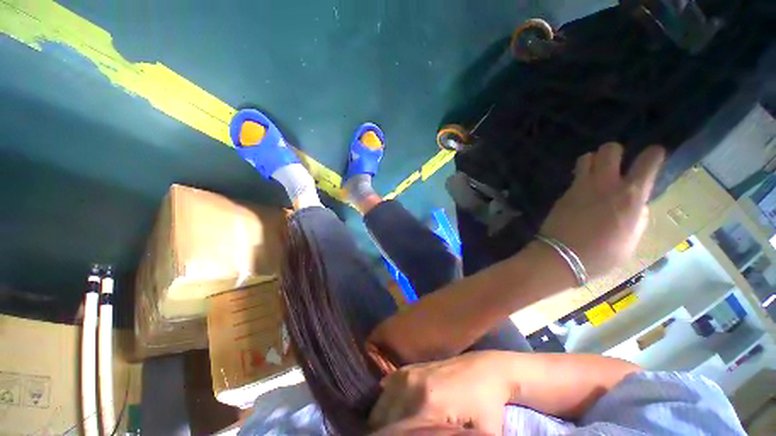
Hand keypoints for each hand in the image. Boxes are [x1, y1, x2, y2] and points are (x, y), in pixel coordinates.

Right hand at [368, 352, 510, 434]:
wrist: (486, 370)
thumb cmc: (486, 407)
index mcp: (427, 406)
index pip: (395, 434)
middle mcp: (411, 386)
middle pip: (383, 421)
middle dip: (386, 434)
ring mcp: (408, 373)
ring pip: (381, 406)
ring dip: (384, 423)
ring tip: (396, 432)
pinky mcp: (408, 368)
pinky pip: (386, 391)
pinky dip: (386, 406)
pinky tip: (397, 415)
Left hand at [540, 143, 664, 278]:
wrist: (561, 256)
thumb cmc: (601, 255)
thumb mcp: (632, 239)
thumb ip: (638, 216)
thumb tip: (637, 205)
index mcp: (630, 196)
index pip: (647, 162)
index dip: (653, 154)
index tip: (654, 155)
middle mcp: (605, 185)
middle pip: (609, 149)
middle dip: (615, 152)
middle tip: (616, 165)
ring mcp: (580, 187)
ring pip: (586, 158)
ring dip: (593, 161)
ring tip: (596, 175)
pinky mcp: (563, 194)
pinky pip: (574, 178)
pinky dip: (580, 179)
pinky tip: (582, 193)